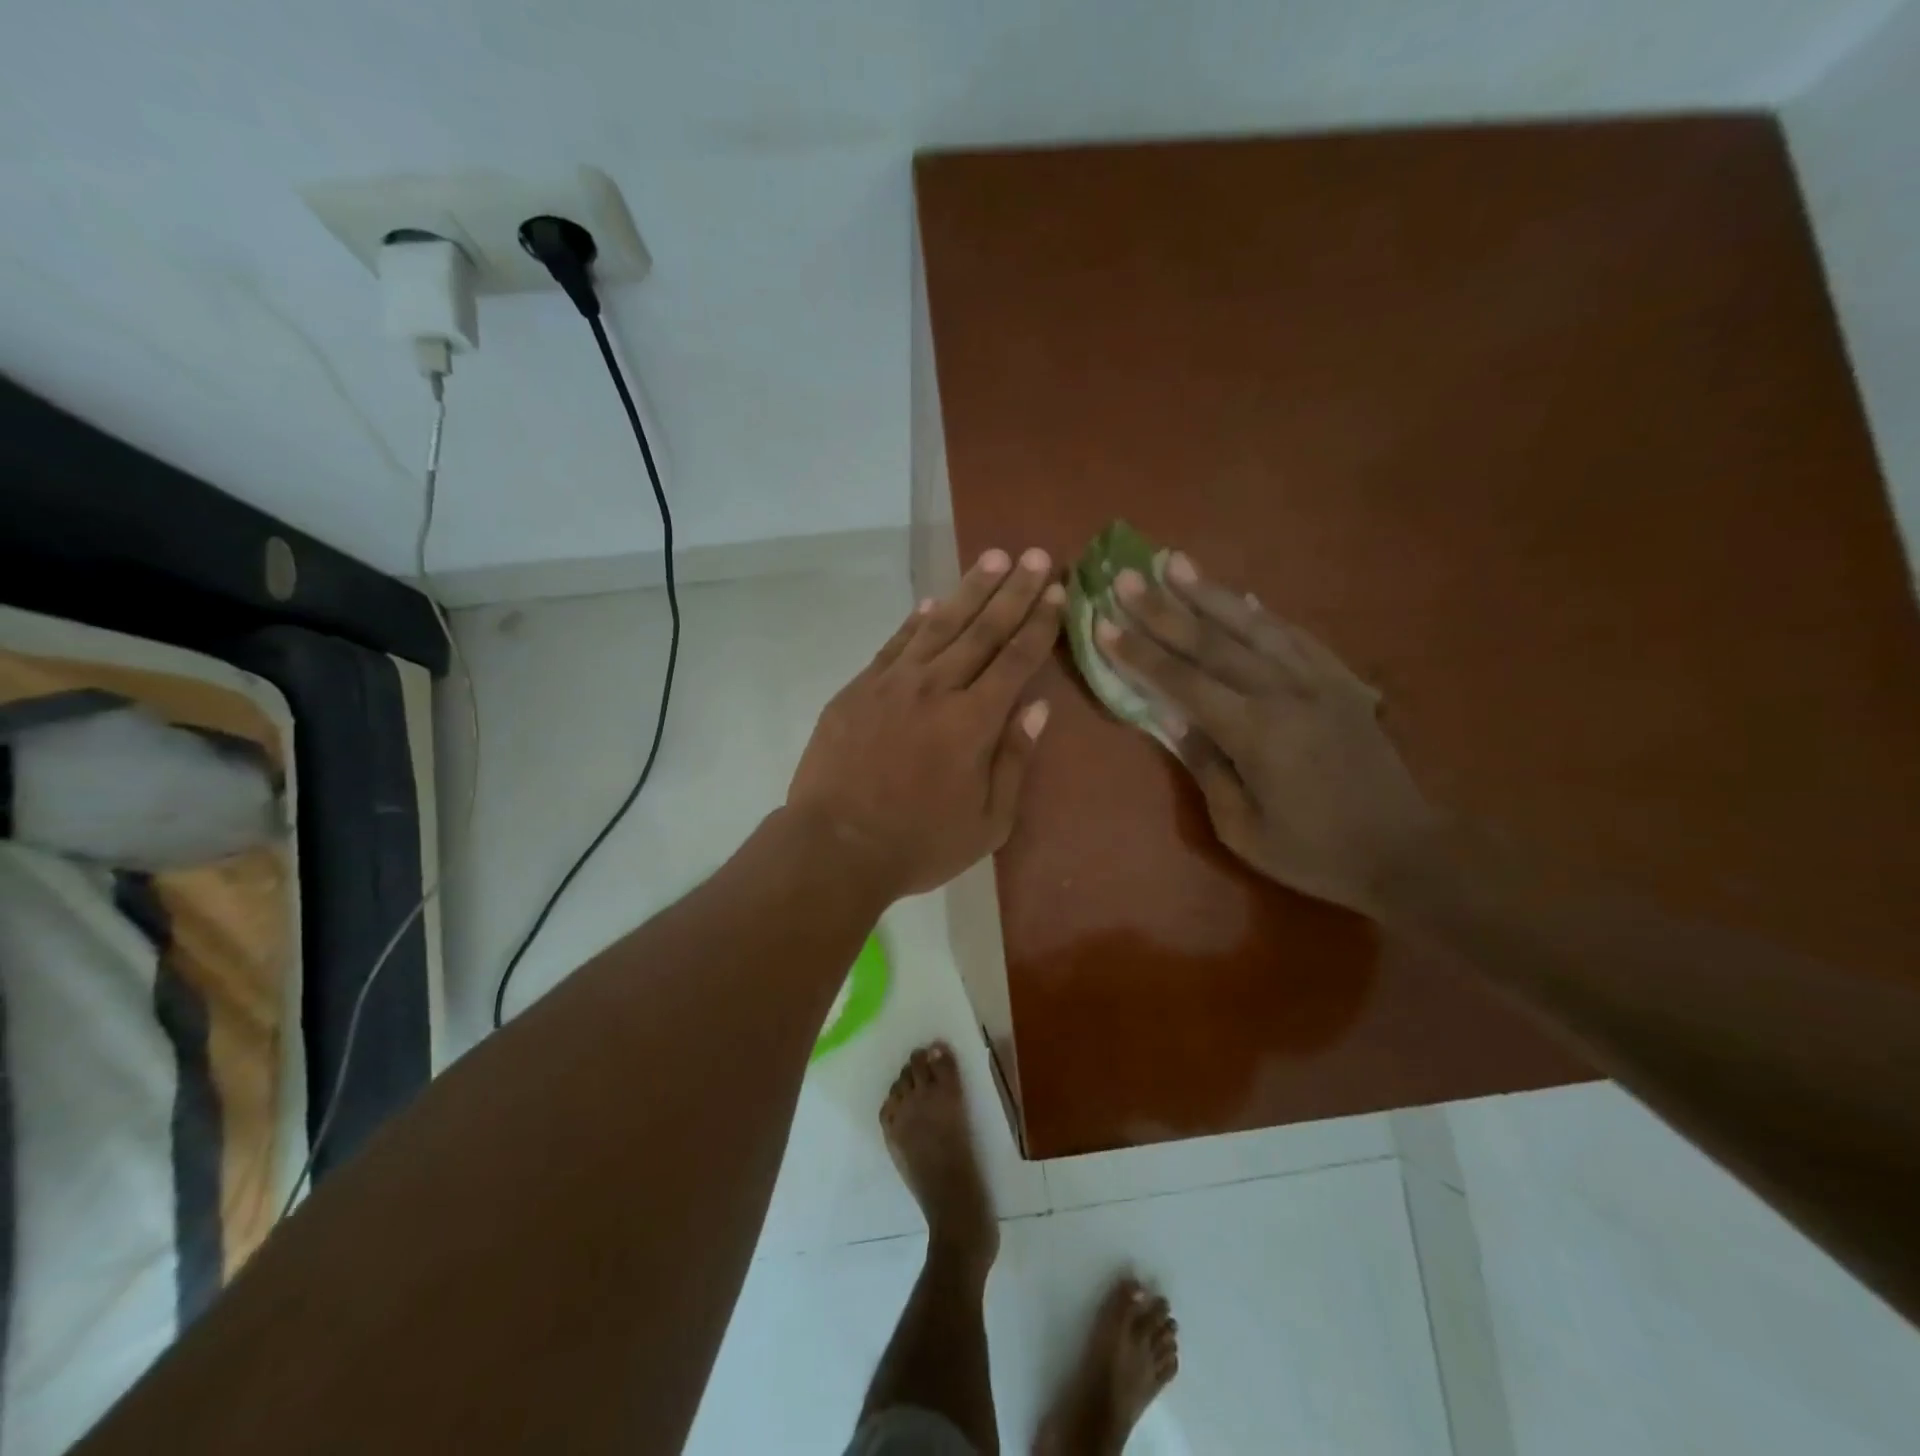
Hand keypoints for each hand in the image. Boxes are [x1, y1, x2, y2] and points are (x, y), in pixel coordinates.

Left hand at [788, 548, 1063, 899]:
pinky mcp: (858, 689)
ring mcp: (893, 684)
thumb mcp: (988, 822)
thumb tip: (1038, 708)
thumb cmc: (919, 843)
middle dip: (1014, 591)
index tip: (1057, 593)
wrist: (836, 846)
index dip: (1039, 624)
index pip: (1016, 660)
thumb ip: (1014, 760)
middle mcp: (937, 689)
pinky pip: (895, 644)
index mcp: (974, 721)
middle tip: (1036, 557)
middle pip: (982, 630)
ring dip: (970, 590)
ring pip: (939, 626)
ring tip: (993, 558)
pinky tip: (933, 603)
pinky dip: (916, 621)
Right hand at [1097, 553, 1438, 915]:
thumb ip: (1207, 768)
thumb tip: (1175, 720)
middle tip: (1125, 578)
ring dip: (1209, 593)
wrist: (1405, 850)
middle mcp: (1283, 692)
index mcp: (1255, 731)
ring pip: (1253, 625)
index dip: (1139, 653)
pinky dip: (1262, 612)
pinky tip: (1241, 596)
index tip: (1104, 624)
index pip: (1182, 681)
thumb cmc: (1314, 852)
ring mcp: (1317, 680)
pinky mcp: (1341, 680)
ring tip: (1174, 563)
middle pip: (1212, 642)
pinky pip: (1295, 635)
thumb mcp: (1243, 829)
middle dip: (1163, 609)